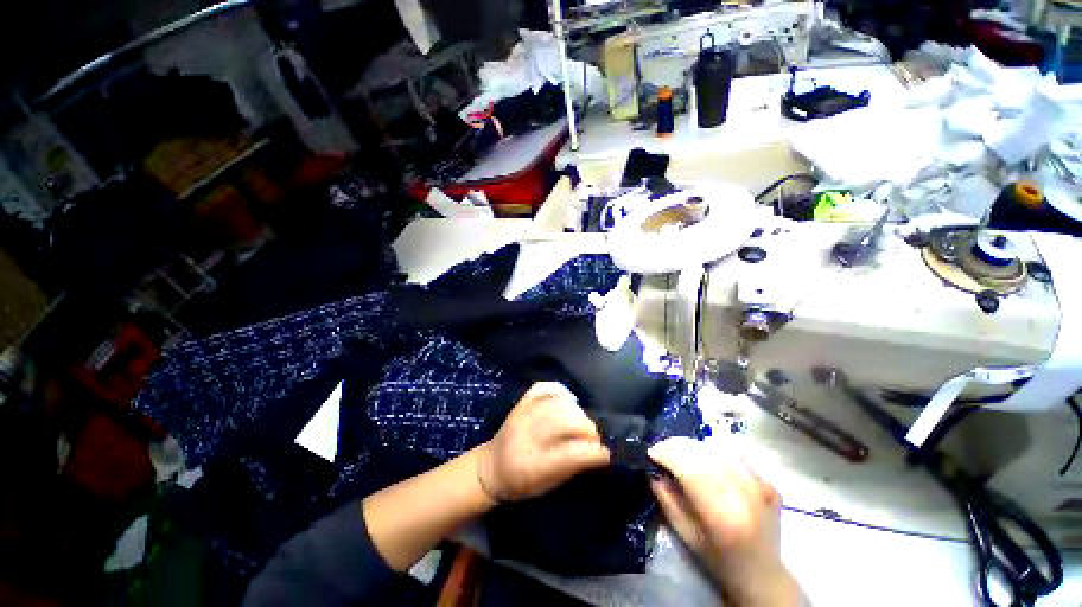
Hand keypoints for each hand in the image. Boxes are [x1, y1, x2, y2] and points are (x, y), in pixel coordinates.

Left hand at [477, 382, 609, 501]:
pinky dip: (560, 392)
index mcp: (531, 466)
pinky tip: (568, 402)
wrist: (490, 468)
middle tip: (593, 438)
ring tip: (581, 422)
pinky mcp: (520, 403)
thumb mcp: (547, 485)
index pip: (568, 454)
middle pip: (564, 422)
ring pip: (557, 404)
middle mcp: (525, 436)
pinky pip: (543, 388)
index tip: (605, 454)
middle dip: (587, 429)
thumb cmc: (521, 483)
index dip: (592, 452)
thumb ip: (573, 467)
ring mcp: (521, 415)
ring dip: (577, 412)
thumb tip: (599, 452)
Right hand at [648, 437, 803, 606]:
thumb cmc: (718, 560)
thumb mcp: (685, 534)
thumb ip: (667, 500)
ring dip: (694, 447)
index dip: (666, 454)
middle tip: (662, 449)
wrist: (762, 576)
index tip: (651, 452)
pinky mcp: (768, 483)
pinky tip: (707, 461)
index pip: (688, 467)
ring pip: (718, 449)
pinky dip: (715, 453)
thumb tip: (653, 470)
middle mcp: (743, 495)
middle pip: (703, 453)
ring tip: (681, 453)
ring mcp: (760, 486)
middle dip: (676, 446)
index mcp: (721, 514)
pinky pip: (735, 456)